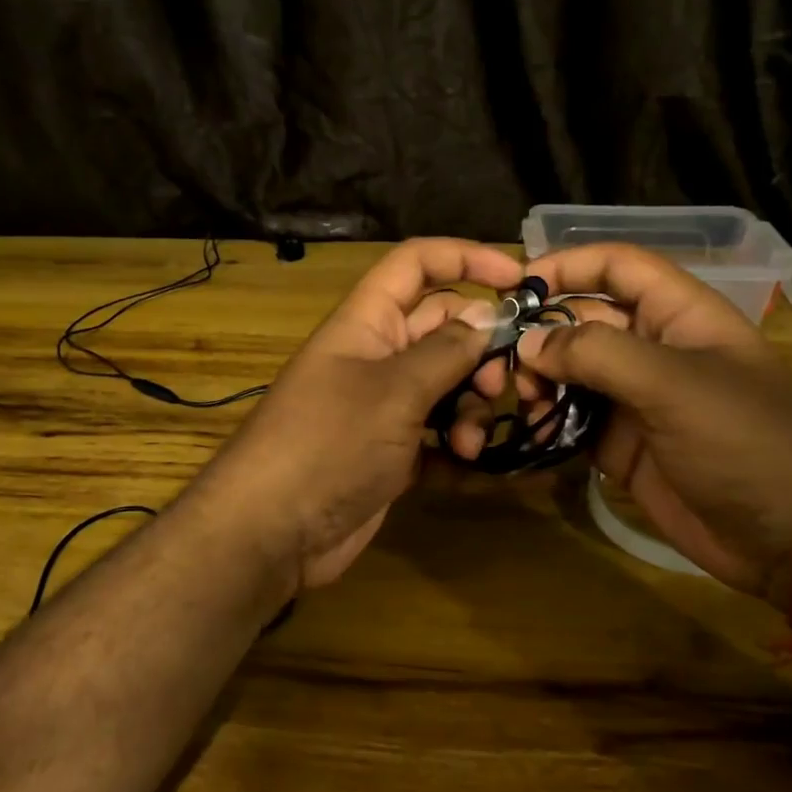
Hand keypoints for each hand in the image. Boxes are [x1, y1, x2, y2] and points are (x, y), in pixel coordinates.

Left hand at [193, 238, 523, 589]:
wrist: (273, 531)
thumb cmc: (329, 443)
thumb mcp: (394, 390)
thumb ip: (447, 351)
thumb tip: (487, 317)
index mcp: (367, 322)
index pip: (417, 265)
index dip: (465, 259)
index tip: (518, 280)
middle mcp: (377, 358)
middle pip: (444, 329)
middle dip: (480, 353)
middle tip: (497, 386)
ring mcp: (385, 409)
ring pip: (448, 387)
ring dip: (470, 410)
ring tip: (467, 444)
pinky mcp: (393, 454)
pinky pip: (439, 436)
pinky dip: (458, 448)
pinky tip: (471, 469)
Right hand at [519, 243, 791, 601]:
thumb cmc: (747, 443)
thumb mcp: (674, 386)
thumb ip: (597, 355)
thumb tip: (529, 344)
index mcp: (680, 316)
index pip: (617, 267)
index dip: (568, 265)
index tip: (515, 286)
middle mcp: (654, 350)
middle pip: (584, 320)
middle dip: (542, 333)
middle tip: (504, 362)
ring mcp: (636, 400)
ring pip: (572, 373)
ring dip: (540, 380)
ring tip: (522, 399)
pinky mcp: (622, 446)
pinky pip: (573, 421)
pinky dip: (548, 422)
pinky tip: (530, 431)